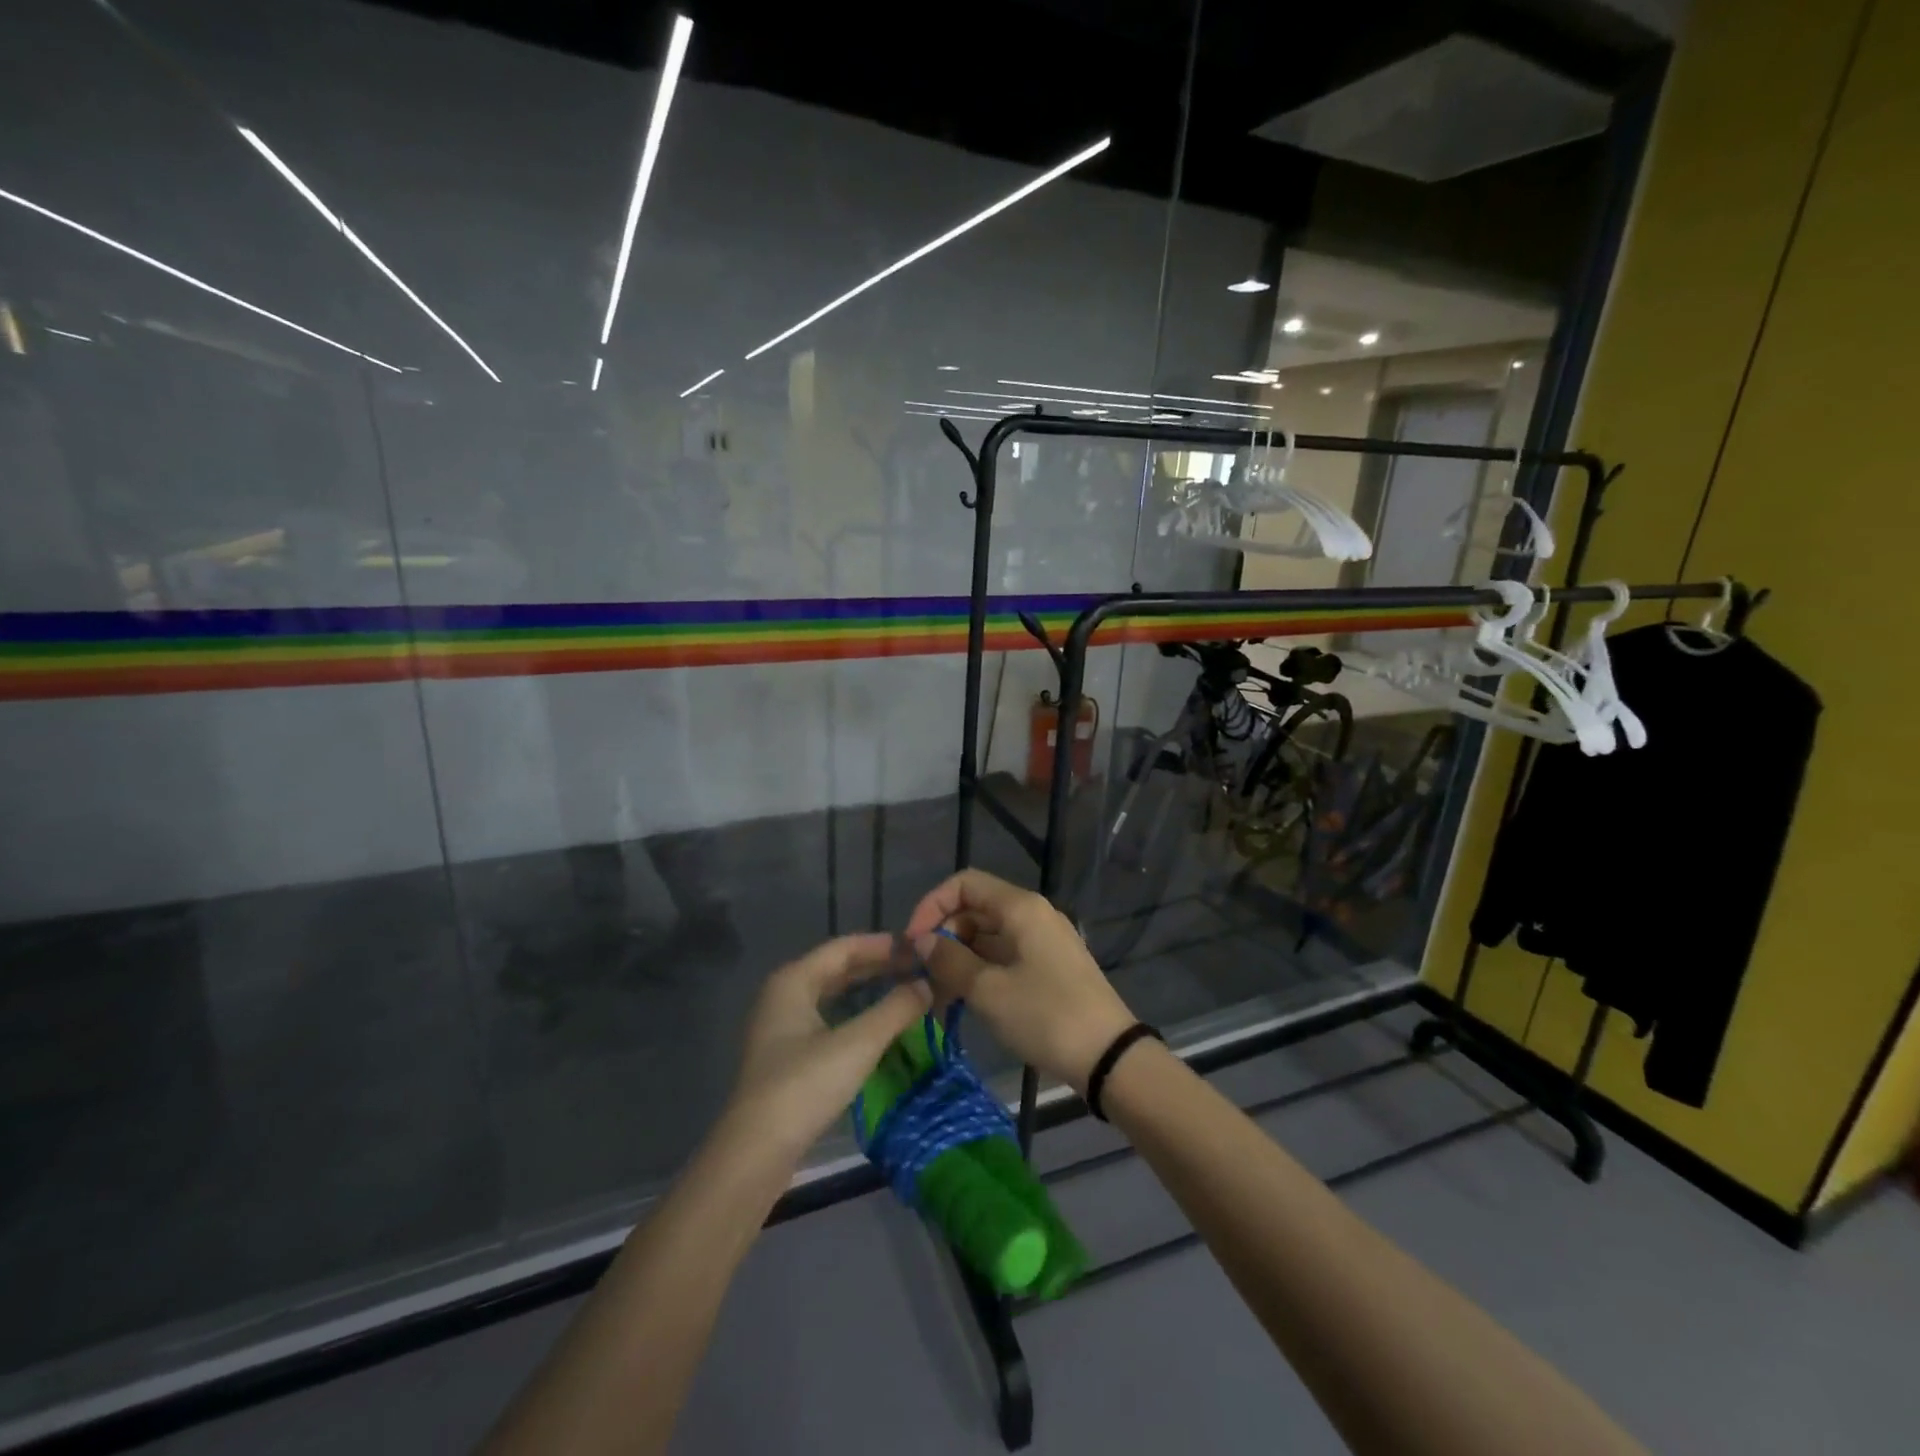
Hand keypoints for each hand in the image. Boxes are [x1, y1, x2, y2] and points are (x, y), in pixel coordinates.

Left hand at [725, 933, 932, 1168]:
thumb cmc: (804, 1086)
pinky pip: (828, 1020)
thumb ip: (896, 1009)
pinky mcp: (787, 1056)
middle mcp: (784, 995)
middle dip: (879, 967)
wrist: (755, 1153)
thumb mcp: (858, 1044)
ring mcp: (782, 1027)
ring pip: (833, 996)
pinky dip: (856, 1016)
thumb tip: (928, 985)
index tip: (920, 947)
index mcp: (794, 980)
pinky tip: (881, 1027)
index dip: (884, 944)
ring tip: (907, 993)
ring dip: (869, 992)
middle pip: (838, 969)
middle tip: (920, 970)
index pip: (845, 947)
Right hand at [904, 870, 1136, 1094]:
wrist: (1109, 1057)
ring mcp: (1044, 941)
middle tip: (922, 977)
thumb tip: (924, 941)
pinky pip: (1005, 957)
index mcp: (1020, 908)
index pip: (964, 884)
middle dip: (944, 938)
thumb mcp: (989, 991)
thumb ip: (950, 960)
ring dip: (959, 961)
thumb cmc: (1046, 1016)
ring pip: (988, 938)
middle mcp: (1033, 915)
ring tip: (937, 999)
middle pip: (975, 910)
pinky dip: (981, 973)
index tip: (914, 942)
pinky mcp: (1050, 967)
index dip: (932, 906)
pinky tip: (963, 1003)